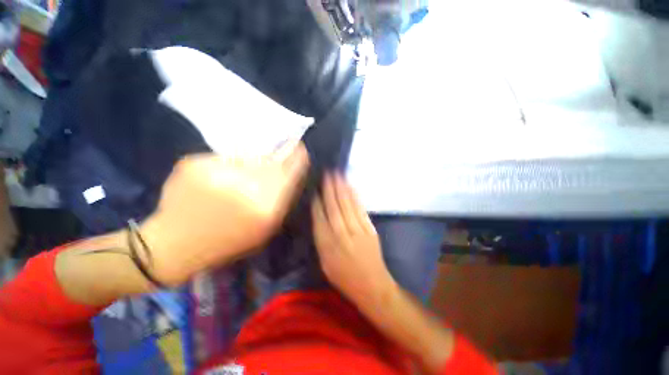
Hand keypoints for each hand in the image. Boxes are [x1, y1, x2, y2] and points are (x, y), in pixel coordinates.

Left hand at [143, 141, 308, 285]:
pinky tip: (215, 182)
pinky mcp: (194, 164)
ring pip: (247, 156)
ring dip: (249, 163)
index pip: (292, 169)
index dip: (297, 156)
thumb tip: (289, 169)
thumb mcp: (266, 229)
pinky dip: (224, 166)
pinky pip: (223, 158)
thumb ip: (282, 198)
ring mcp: (218, 173)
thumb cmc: (228, 241)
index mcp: (267, 206)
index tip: (299, 146)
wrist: (174, 246)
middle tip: (270, 162)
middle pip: (272, 160)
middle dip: (275, 157)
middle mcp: (246, 186)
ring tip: (236, 180)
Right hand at [312, 173, 394, 303]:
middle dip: (330, 189)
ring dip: (342, 189)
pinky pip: (360, 210)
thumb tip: (318, 220)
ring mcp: (358, 231)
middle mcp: (341, 235)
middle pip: (334, 208)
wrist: (373, 286)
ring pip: (347, 206)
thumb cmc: (345, 278)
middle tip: (327, 174)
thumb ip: (321, 241)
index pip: (319, 219)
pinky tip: (351, 188)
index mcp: (327, 246)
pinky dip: (355, 197)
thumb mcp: (325, 264)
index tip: (315, 190)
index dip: (317, 203)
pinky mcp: (370, 230)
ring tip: (338, 175)